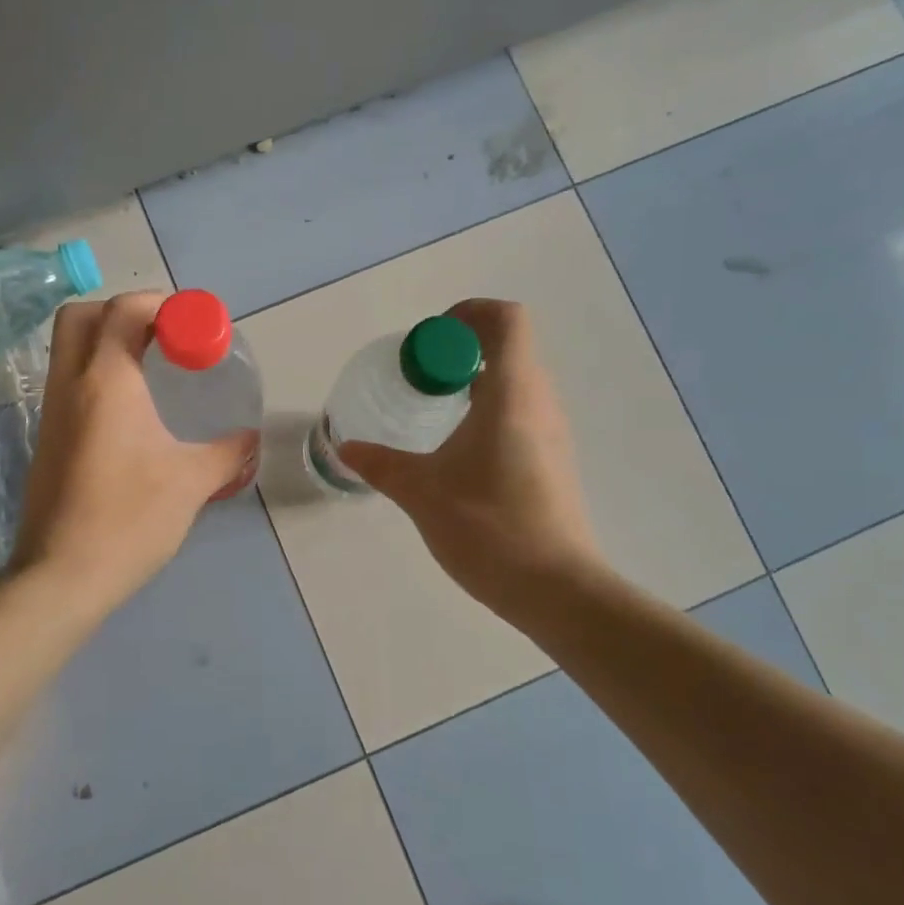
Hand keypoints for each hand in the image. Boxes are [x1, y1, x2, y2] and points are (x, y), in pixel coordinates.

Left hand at [11, 292, 250, 604]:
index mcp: (106, 381)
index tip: (194, 326)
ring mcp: (51, 411)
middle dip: (123, 312)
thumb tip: (250, 439)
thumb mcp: (191, 482)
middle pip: (82, 315)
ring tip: (154, 368)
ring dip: (107, 340)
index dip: (162, 304)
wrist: (62, 576)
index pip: (124, 309)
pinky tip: (132, 408)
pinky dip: (97, 372)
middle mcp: (70, 384)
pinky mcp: (47, 437)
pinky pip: (68, 380)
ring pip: (69, 347)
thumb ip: (227, 452)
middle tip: (165, 336)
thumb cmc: (130, 519)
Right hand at [338, 299, 598, 610]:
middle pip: (508, 346)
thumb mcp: (422, 492)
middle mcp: (539, 402)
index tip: (428, 341)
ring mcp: (551, 432)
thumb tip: (346, 448)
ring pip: (515, 381)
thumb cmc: (489, 527)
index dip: (468, 314)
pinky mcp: (552, 460)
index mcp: (512, 393)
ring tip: (432, 411)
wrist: (557, 590)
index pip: (506, 320)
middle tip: (418, 377)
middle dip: (459, 350)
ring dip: (473, 380)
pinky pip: (520, 411)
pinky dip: (488, 409)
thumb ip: (381, 464)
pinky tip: (458, 450)